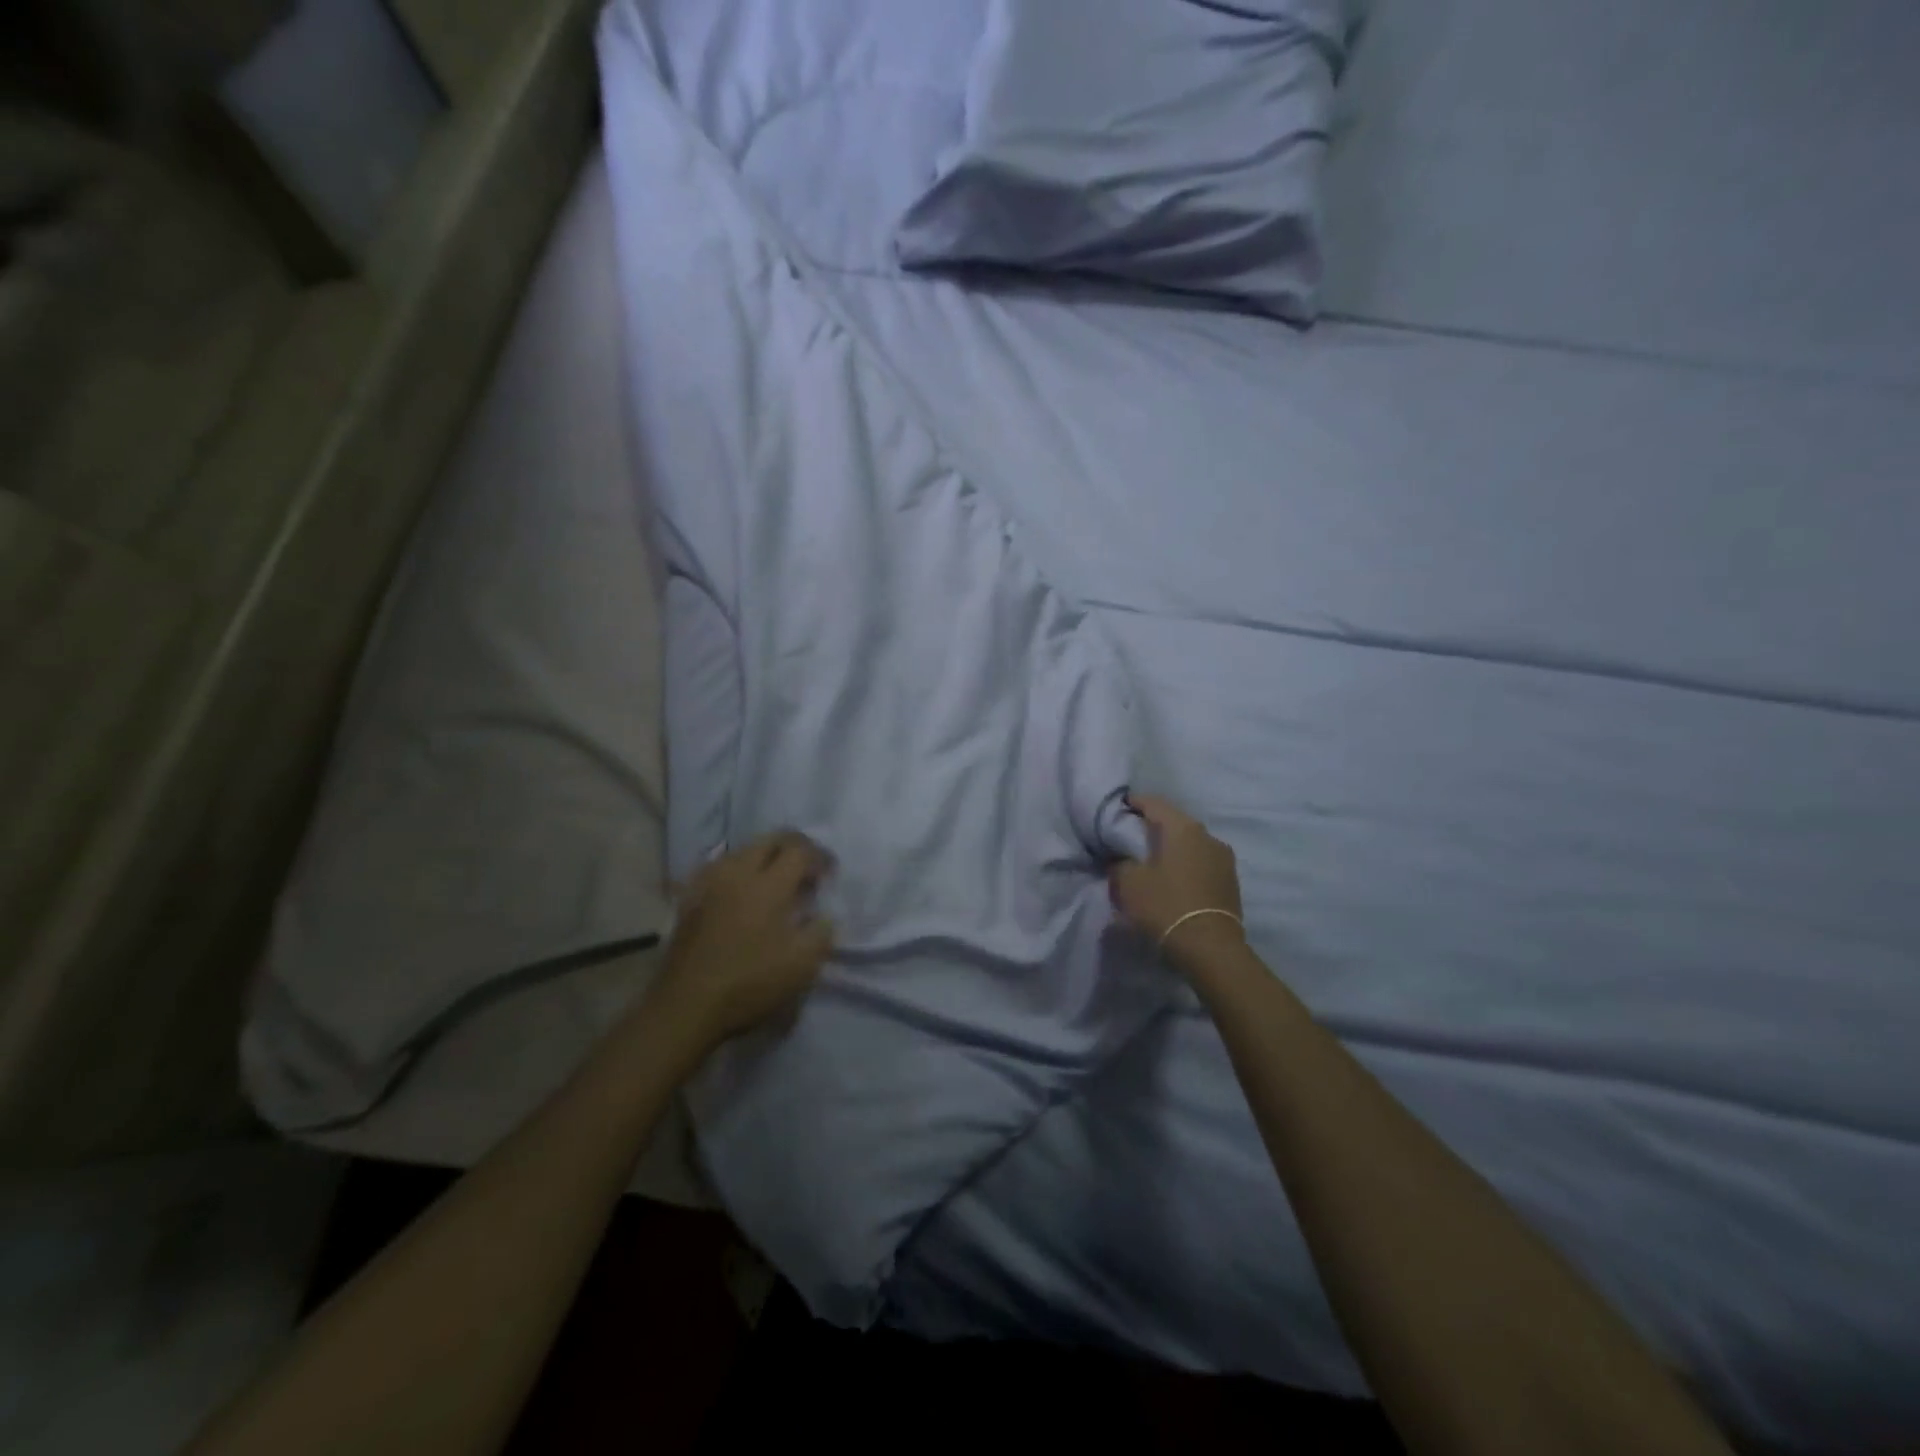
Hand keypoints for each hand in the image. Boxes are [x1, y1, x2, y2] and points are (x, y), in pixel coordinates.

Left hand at [650, 831, 835, 1049]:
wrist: (685, 1006)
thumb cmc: (749, 983)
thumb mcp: (802, 965)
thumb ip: (821, 932)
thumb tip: (823, 916)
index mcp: (769, 884)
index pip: (800, 850)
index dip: (821, 857)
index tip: (830, 875)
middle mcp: (738, 872)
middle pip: (770, 840)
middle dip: (794, 847)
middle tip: (807, 869)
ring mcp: (709, 883)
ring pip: (743, 850)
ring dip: (766, 856)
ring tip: (776, 881)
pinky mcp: (690, 899)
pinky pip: (720, 868)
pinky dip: (739, 871)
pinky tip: (742, 892)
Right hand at [1109, 794, 1244, 968]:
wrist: (1210, 948)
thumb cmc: (1165, 906)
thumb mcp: (1128, 882)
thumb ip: (1120, 863)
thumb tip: (1122, 860)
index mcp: (1183, 828)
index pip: (1153, 803)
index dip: (1133, 803)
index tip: (1118, 809)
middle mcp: (1208, 836)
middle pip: (1174, 822)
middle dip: (1153, 827)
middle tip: (1131, 838)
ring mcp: (1224, 858)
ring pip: (1190, 843)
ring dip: (1172, 848)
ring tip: (1152, 862)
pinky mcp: (1230, 881)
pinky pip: (1201, 863)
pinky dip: (1185, 865)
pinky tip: (1173, 879)